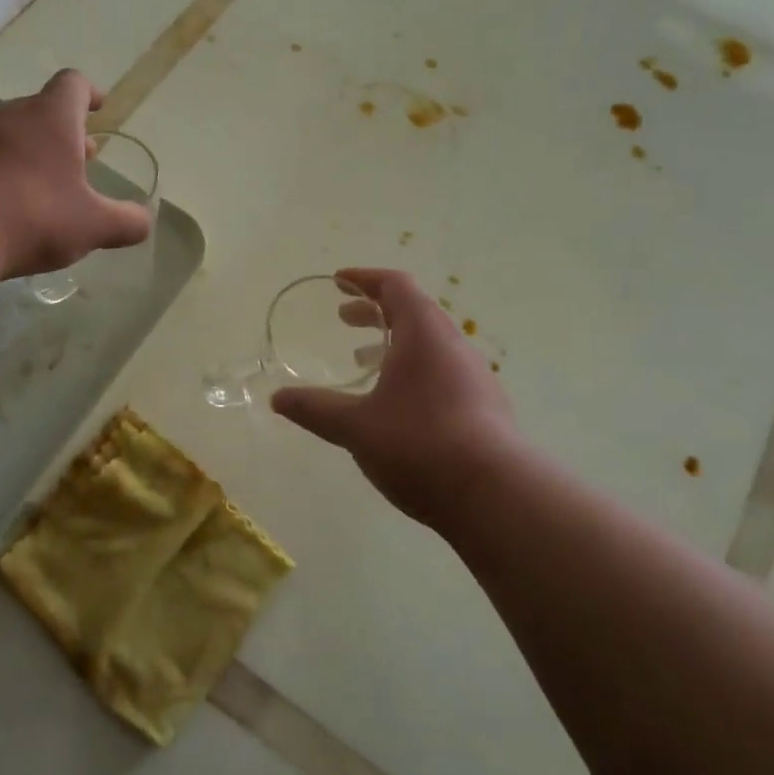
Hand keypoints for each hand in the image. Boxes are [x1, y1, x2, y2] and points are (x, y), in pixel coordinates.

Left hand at [0, 70, 152, 279]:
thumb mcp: (94, 226)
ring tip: (51, 184)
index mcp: (52, 117)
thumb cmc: (35, 217)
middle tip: (85, 159)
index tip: (100, 109)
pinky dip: (8, 168)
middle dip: (67, 131)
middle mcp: (13, 115)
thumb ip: (126, 222)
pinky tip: (14, 202)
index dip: (91, 93)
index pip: (74, 84)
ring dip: (37, 150)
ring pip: (15, 132)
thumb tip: (143, 221)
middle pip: (44, 109)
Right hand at [272, 268, 518, 529]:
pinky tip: (397, 403)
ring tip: (364, 359)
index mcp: (423, 334)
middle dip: (375, 310)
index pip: (396, 286)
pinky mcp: (485, 406)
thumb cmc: (419, 444)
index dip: (365, 278)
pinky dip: (414, 369)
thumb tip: (278, 398)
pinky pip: (443, 370)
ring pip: (430, 343)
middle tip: (344, 319)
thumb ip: (315, 408)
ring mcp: (475, 376)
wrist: (495, 496)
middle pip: (414, 311)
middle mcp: (453, 346)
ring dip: (395, 342)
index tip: (339, 280)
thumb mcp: (356, 427)